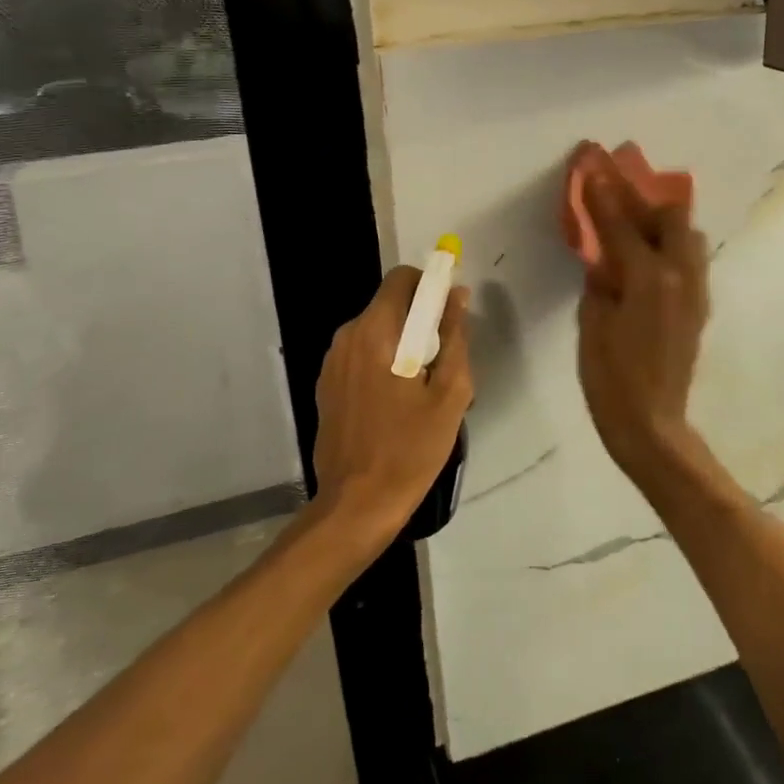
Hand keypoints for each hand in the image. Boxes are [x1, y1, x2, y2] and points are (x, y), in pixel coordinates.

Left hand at [310, 266, 472, 556]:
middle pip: (390, 306)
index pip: (402, 279)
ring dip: (403, 346)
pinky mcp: (327, 386)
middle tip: (443, 365)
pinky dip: (383, 365)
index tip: (449, 315)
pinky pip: (362, 356)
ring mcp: (332, 362)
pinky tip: (396, 406)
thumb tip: (457, 296)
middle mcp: (347, 337)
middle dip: (420, 323)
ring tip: (422, 392)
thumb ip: (454, 337)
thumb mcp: (450, 393)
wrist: (357, 504)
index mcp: (375, 332)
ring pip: (376, 332)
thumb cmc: (410, 449)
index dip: (430, 286)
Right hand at [576, 146, 709, 476]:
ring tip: (635, 221)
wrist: (651, 424)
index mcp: (649, 278)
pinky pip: (689, 260)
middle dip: (644, 197)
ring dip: (662, 221)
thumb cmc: (610, 378)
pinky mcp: (699, 307)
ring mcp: (696, 291)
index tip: (593, 165)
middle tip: (618, 189)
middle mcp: (681, 276)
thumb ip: (601, 278)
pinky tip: (646, 256)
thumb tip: (604, 254)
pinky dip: (669, 246)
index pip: (623, 224)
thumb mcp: (593, 323)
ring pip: (688, 237)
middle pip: (672, 216)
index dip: (605, 194)